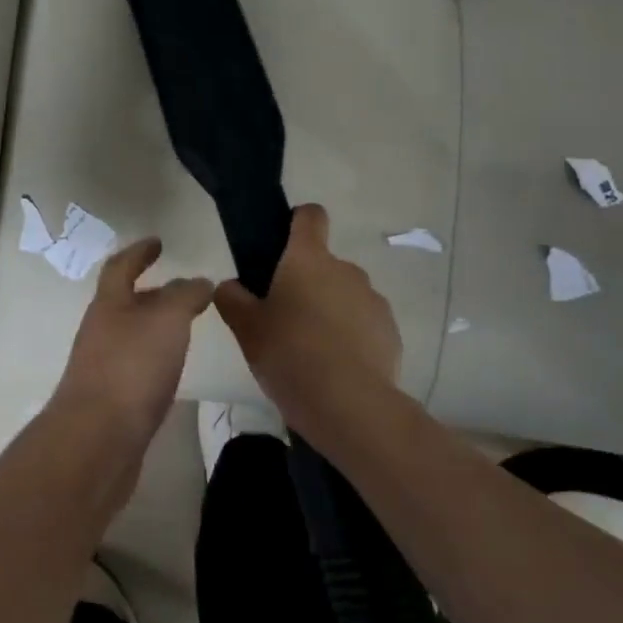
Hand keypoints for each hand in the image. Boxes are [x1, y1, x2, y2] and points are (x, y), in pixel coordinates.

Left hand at [49, 238, 211, 457]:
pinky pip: (135, 368)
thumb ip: (185, 296)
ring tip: (185, 330)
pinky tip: (172, 372)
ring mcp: (102, 367)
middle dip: (151, 293)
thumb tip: (199, 282)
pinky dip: (154, 360)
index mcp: (109, 305)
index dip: (139, 252)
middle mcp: (100, 331)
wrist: (98, 440)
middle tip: (183, 291)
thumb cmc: (132, 368)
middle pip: (124, 303)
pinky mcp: (110, 401)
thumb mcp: (167, 320)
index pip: (121, 267)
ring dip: (154, 328)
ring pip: (131, 336)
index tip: (157, 242)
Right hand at [214, 204, 403, 418]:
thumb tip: (232, 285)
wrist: (350, 406)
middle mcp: (345, 269)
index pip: (310, 216)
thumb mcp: (246, 328)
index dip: (296, 221)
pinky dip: (351, 336)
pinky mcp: (391, 331)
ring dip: (329, 310)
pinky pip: (364, 323)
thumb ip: (233, 298)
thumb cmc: (290, 355)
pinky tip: (336, 367)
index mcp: (308, 259)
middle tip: (284, 319)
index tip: (282, 245)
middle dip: (306, 283)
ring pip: (344, 294)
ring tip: (311, 350)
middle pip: (323, 263)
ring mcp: (373, 300)